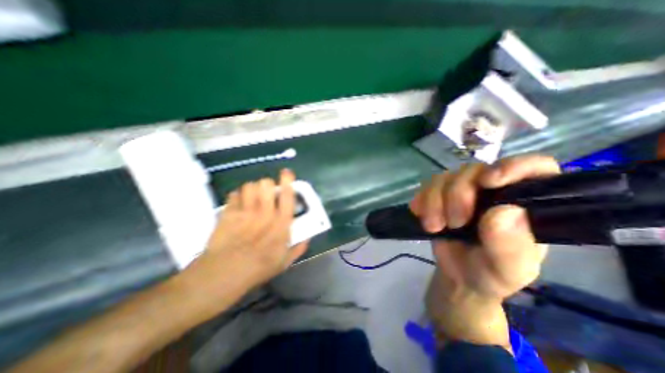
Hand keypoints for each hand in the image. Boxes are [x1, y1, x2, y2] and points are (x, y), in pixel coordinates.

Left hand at [180, 171, 306, 298]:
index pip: (287, 196)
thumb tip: (308, 237)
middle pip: (266, 184)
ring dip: (253, 189)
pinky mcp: (228, 213)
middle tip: (267, 192)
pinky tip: (239, 205)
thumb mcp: (285, 261)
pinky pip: (234, 194)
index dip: (288, 181)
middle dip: (268, 184)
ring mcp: (245, 211)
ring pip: (249, 186)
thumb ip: (299, 247)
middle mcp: (264, 212)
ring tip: (253, 197)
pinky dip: (238, 197)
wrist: (224, 274)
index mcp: (280, 223)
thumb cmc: (259, 268)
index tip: (287, 173)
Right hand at [414, 153, 556, 345]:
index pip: (533, 169)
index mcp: (523, 205)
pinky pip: (426, 187)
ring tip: (433, 224)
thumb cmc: (488, 276)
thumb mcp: (508, 272)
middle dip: (458, 193)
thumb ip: (513, 247)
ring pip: (445, 177)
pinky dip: (422, 199)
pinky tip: (421, 215)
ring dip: (435, 199)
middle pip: (474, 172)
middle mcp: (493, 193)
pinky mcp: (439, 198)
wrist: (457, 279)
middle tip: (450, 220)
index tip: (491, 183)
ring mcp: (462, 193)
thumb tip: (504, 213)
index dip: (514, 167)